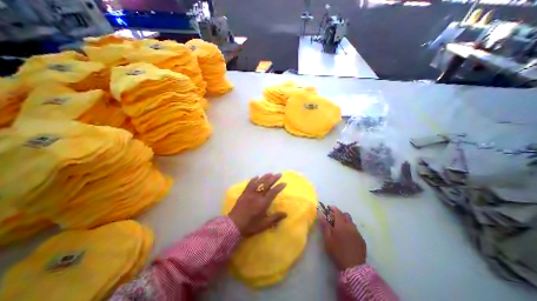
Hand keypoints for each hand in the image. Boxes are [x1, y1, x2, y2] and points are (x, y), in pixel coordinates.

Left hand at [228, 174, 287, 236]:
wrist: (233, 225)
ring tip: (270, 173)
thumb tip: (286, 214)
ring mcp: (250, 193)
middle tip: (279, 174)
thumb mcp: (264, 224)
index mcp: (263, 203)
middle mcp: (257, 196)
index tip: (284, 182)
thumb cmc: (250, 225)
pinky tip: (256, 176)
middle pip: (267, 185)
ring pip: (259, 182)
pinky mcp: (244, 193)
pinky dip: (253, 180)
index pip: (273, 192)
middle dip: (274, 178)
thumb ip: (275, 218)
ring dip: (265, 177)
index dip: (279, 187)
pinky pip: (249, 184)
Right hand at [316, 206, 366, 271]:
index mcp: (341, 224)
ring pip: (351, 222)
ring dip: (346, 221)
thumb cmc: (337, 251)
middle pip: (346, 215)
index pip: (337, 211)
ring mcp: (357, 233)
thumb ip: (325, 225)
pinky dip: (350, 229)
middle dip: (340, 214)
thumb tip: (320, 215)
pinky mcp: (362, 240)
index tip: (328, 207)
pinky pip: (355, 230)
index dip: (333, 208)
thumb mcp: (328, 238)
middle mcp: (351, 226)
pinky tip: (347, 237)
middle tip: (334, 218)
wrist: (354, 267)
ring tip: (340, 228)